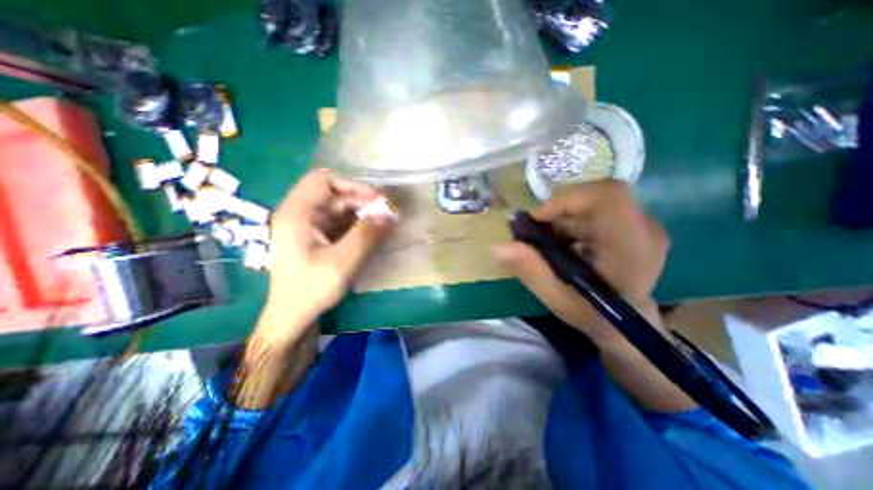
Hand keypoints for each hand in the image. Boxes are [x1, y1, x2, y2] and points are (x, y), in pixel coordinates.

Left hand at [259, 168, 393, 336]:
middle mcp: (300, 214)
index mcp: (297, 213)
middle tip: (386, 214)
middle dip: (362, 202)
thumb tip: (391, 214)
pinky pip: (340, 223)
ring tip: (383, 224)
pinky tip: (372, 234)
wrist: (292, 316)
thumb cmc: (311, 289)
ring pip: (339, 209)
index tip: (376, 200)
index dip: (352, 186)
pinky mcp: (317, 237)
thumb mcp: (343, 261)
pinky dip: (357, 225)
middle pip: (334, 195)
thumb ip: (367, 235)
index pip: (323, 181)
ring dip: (362, 214)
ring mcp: (308, 226)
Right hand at [494, 180, 669, 344]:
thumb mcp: (556, 298)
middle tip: (539, 235)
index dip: (566, 199)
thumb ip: (530, 270)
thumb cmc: (594, 316)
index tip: (537, 219)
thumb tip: (498, 247)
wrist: (627, 327)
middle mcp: (644, 228)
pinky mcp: (635, 225)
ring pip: (593, 201)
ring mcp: (643, 225)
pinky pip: (597, 208)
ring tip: (552, 245)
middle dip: (559, 211)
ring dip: (564, 218)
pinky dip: (573, 221)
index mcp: (631, 246)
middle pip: (595, 195)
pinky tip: (566, 244)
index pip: (606, 196)